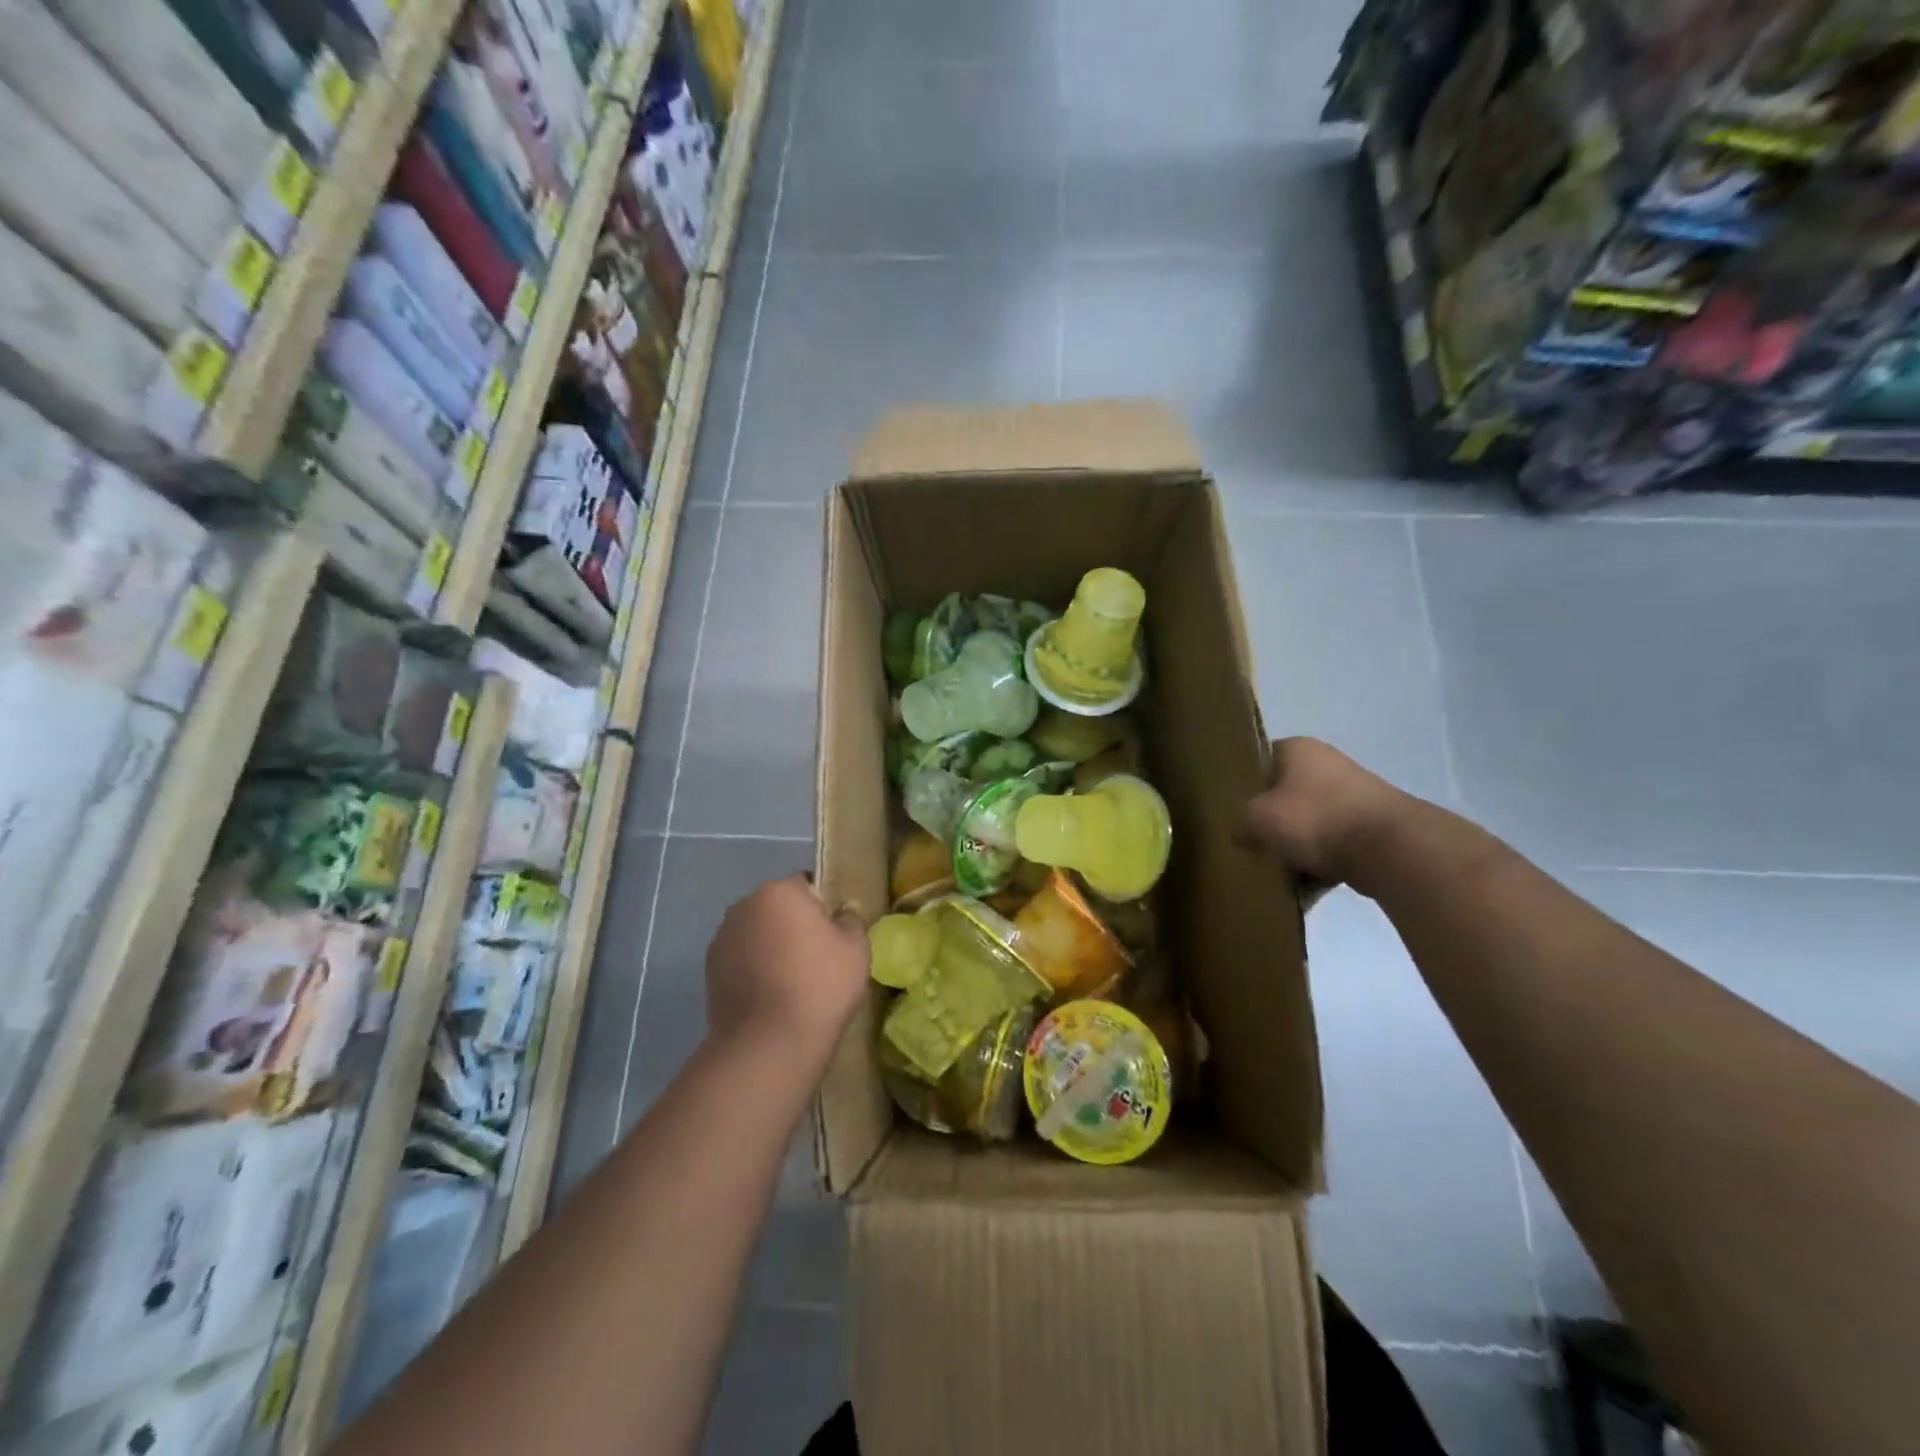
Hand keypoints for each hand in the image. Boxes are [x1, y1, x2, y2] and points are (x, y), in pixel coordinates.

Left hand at [705, 875, 868, 1062]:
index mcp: (779, 891)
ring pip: (758, 932)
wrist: (768, 1044)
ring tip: (790, 982)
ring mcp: (722, 937)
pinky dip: (754, 968)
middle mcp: (744, 905)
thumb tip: (842, 912)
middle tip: (816, 959)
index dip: (824, 909)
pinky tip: (769, 996)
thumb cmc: (820, 986)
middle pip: (779, 907)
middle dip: (794, 925)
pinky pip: (742, 958)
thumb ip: (851, 919)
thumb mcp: (855, 948)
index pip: (808, 885)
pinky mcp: (709, 970)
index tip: (834, 937)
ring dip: (771, 946)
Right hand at [1241, 738, 1412, 891]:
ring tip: (1281, 871)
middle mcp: (1327, 763)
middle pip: (1287, 794)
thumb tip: (1241, 832)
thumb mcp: (1258, 819)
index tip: (1236, 811)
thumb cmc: (1313, 819)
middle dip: (1273, 821)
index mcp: (1298, 749)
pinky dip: (1322, 862)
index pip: (1262, 760)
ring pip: (1311, 821)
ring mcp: (1355, 794)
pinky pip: (1335, 843)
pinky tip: (1308, 885)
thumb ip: (1241, 823)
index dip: (1246, 785)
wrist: (1387, 847)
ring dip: (1297, 846)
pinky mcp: (1373, 825)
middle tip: (1255, 844)